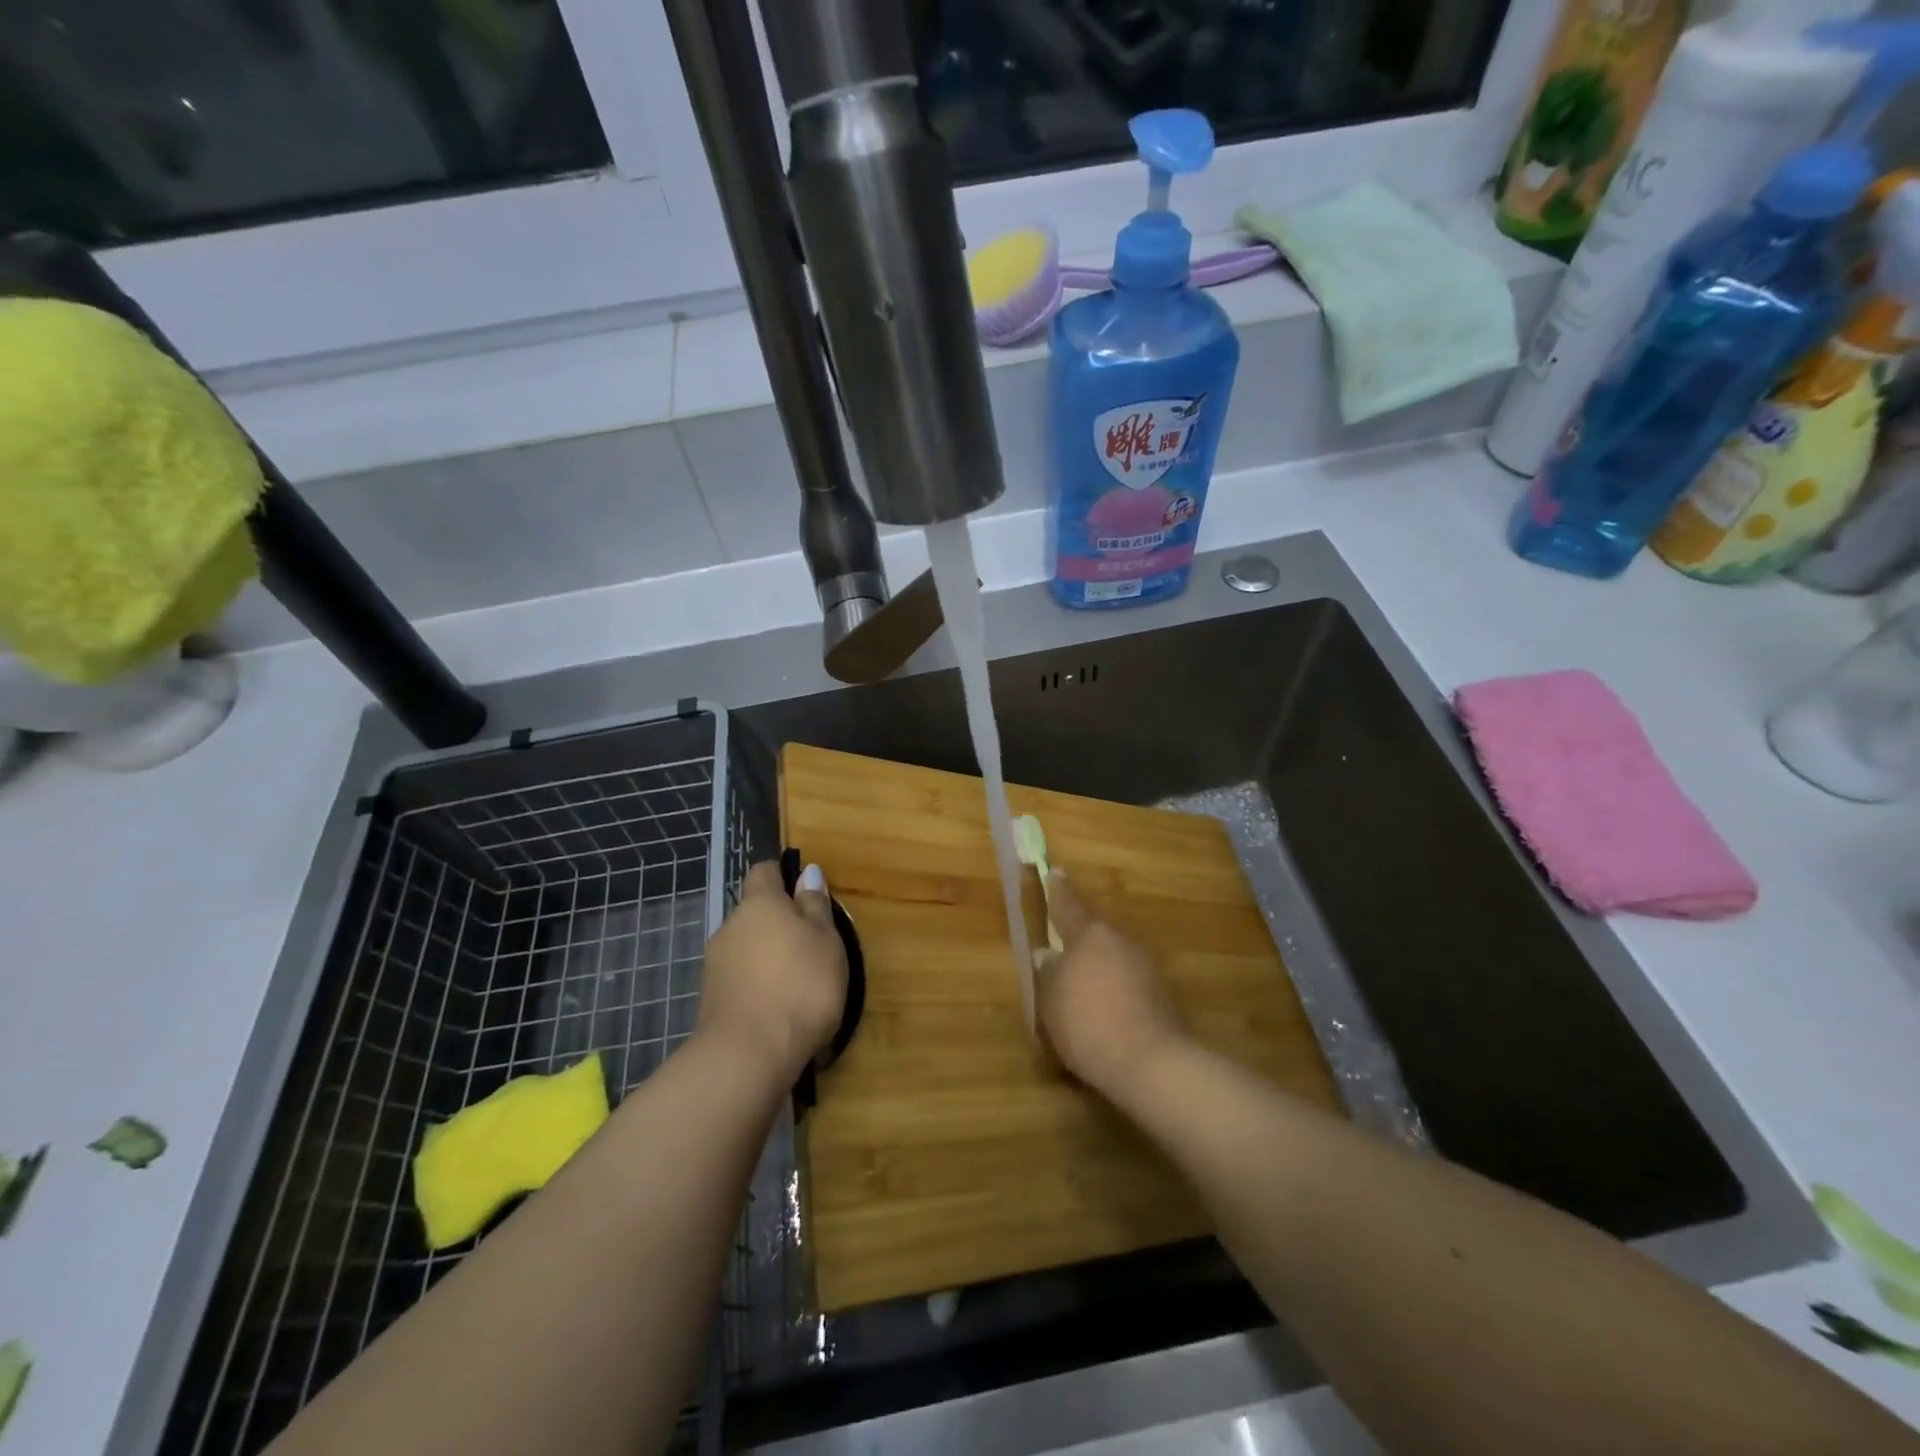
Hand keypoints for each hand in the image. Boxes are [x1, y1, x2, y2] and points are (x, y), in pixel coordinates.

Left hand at [699, 861, 848, 1083]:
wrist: (748, 1055)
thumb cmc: (800, 986)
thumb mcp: (826, 942)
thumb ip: (815, 906)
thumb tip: (807, 872)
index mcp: (760, 904)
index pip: (763, 872)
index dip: (782, 877)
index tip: (804, 895)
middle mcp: (730, 926)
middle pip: (754, 913)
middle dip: (777, 924)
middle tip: (810, 947)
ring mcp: (714, 964)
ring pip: (745, 947)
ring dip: (766, 957)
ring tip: (796, 983)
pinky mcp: (710, 999)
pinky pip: (739, 978)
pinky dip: (756, 985)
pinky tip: (777, 1007)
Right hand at [1033, 870, 1186, 1097]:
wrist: (1149, 1062)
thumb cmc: (1088, 1023)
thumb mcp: (1051, 1000)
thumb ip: (1048, 973)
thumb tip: (1048, 956)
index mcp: (1089, 934)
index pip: (1068, 903)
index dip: (1058, 889)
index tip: (1055, 871)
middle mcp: (1119, 940)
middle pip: (1094, 928)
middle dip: (1079, 932)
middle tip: (1062, 938)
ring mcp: (1144, 964)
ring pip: (1113, 953)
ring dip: (1098, 961)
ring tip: (1082, 980)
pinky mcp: (1160, 992)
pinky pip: (1127, 976)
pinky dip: (1114, 983)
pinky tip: (1105, 1004)